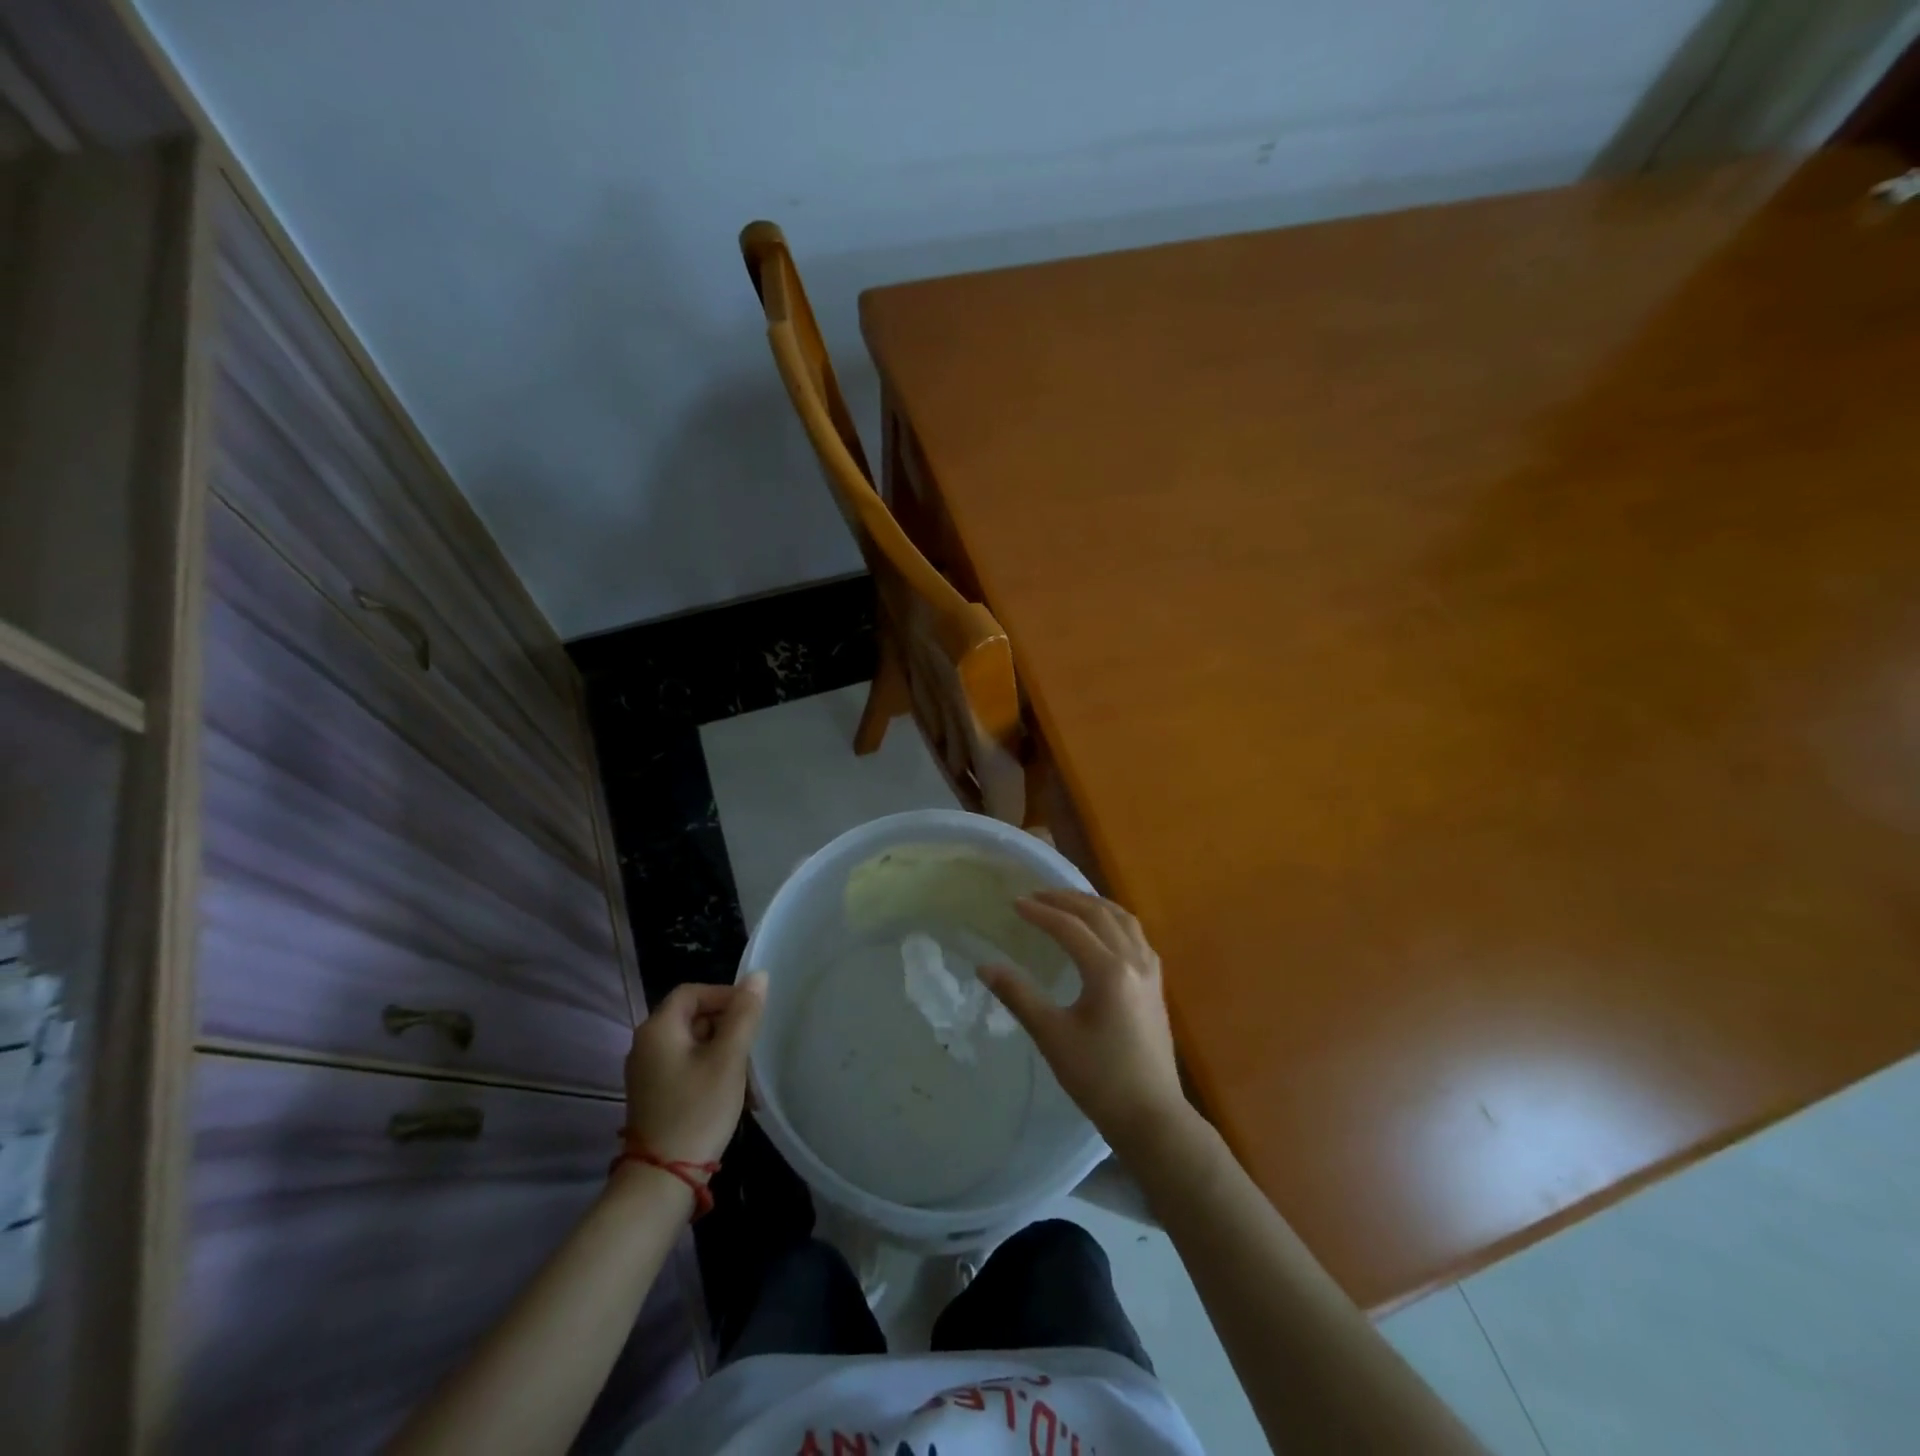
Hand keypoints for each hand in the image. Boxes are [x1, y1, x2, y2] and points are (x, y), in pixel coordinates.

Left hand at [623, 974, 766, 1164]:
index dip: (725, 995)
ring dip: (722, 1050)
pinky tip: (730, 1091)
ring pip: (692, 1043)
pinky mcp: (654, 1095)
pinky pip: (685, 1066)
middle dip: (727, 1025)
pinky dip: (709, 1069)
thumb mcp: (728, 1059)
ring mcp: (647, 1072)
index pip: (693, 991)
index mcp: (658, 1029)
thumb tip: (757, 976)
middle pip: (692, 1016)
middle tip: (753, 1045)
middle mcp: (646, 1045)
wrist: (662, 1181)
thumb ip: (744, 1014)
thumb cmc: (698, 1111)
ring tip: (747, 1072)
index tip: (753, 1013)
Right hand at [981, 891, 1189, 1154]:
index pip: (1070, 927)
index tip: (1014, 903)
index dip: (1040, 912)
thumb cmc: (1098, 1078)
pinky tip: (1101, 929)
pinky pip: (1135, 934)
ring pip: (1122, 919)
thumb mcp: (1052, 1036)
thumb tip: (985, 966)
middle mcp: (1134, 960)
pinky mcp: (1156, 984)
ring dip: (1092, 904)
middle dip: (1065, 900)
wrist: (1151, 1116)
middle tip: (1035, 895)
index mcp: (1108, 971)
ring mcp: (1150, 971)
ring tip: (1066, 901)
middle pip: (1098, 914)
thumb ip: (1019, 995)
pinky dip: (1113, 919)